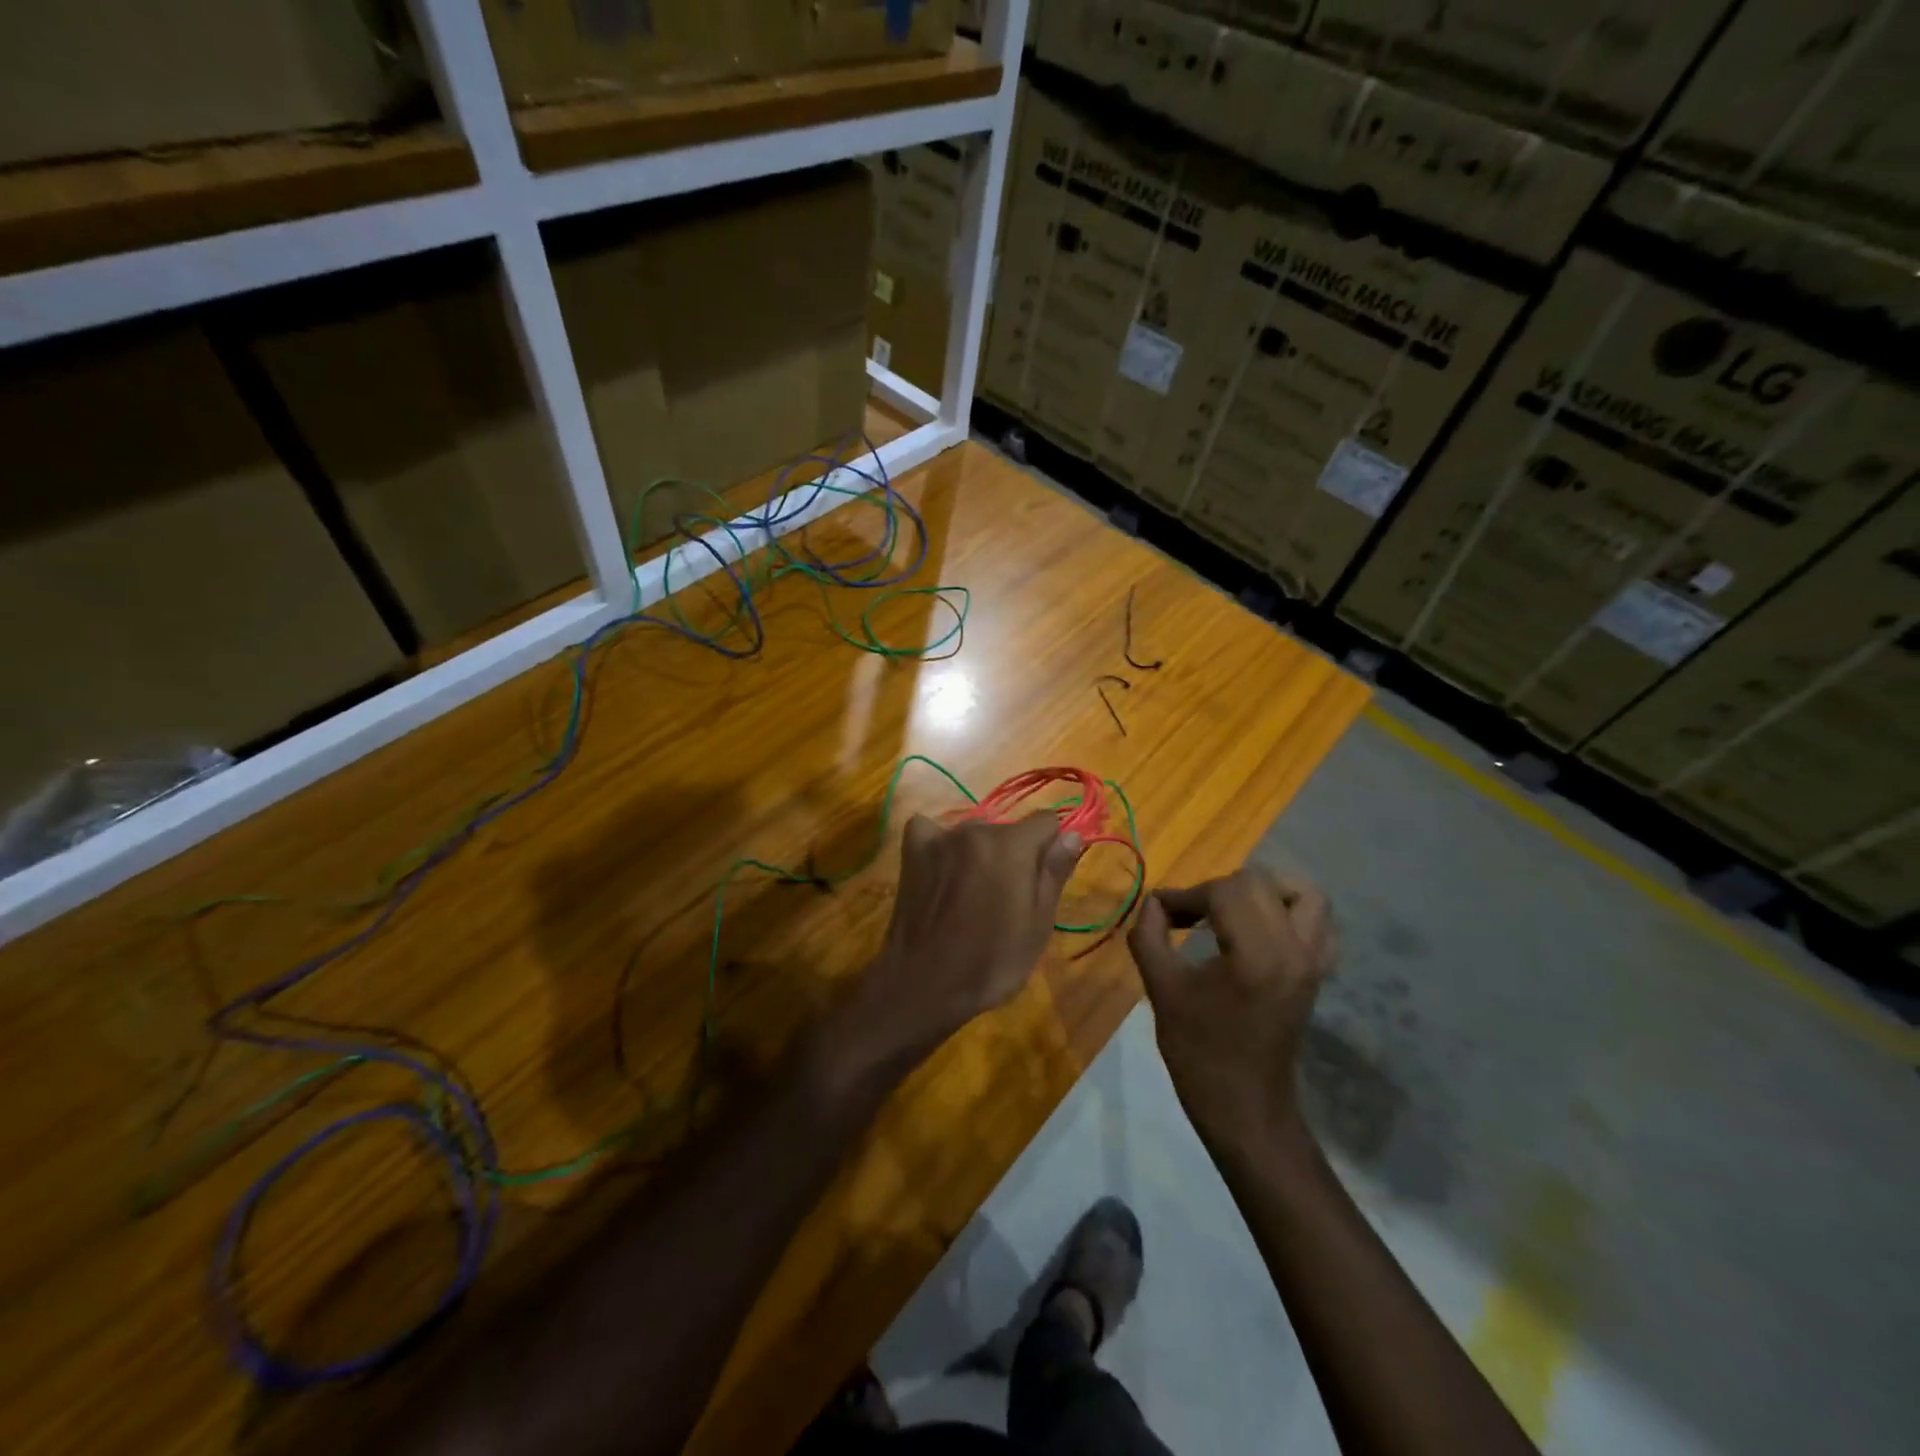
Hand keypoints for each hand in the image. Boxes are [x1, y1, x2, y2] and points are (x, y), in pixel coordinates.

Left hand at [856, 811, 1082, 1058]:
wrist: (924, 985)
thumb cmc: (991, 963)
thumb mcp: (1038, 925)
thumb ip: (1054, 873)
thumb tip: (1072, 834)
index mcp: (1013, 846)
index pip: (1046, 821)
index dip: (1049, 848)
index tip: (1040, 881)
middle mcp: (976, 829)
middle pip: (1008, 830)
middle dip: (1013, 855)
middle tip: (1005, 899)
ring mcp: (940, 837)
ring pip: (974, 833)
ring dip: (979, 853)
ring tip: (969, 895)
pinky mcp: (912, 850)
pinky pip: (932, 831)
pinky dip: (939, 845)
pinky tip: (939, 870)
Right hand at [1126, 869, 1335, 1154]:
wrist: (1245, 1109)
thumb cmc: (1199, 1053)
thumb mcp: (1162, 989)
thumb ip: (1149, 936)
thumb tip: (1153, 903)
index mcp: (1257, 954)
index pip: (1224, 891)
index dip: (1186, 894)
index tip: (1160, 911)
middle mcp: (1294, 949)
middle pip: (1260, 883)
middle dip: (1217, 889)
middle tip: (1188, 913)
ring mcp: (1312, 961)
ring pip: (1303, 894)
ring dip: (1263, 890)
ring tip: (1229, 908)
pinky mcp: (1317, 973)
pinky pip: (1318, 923)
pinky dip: (1290, 912)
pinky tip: (1260, 928)